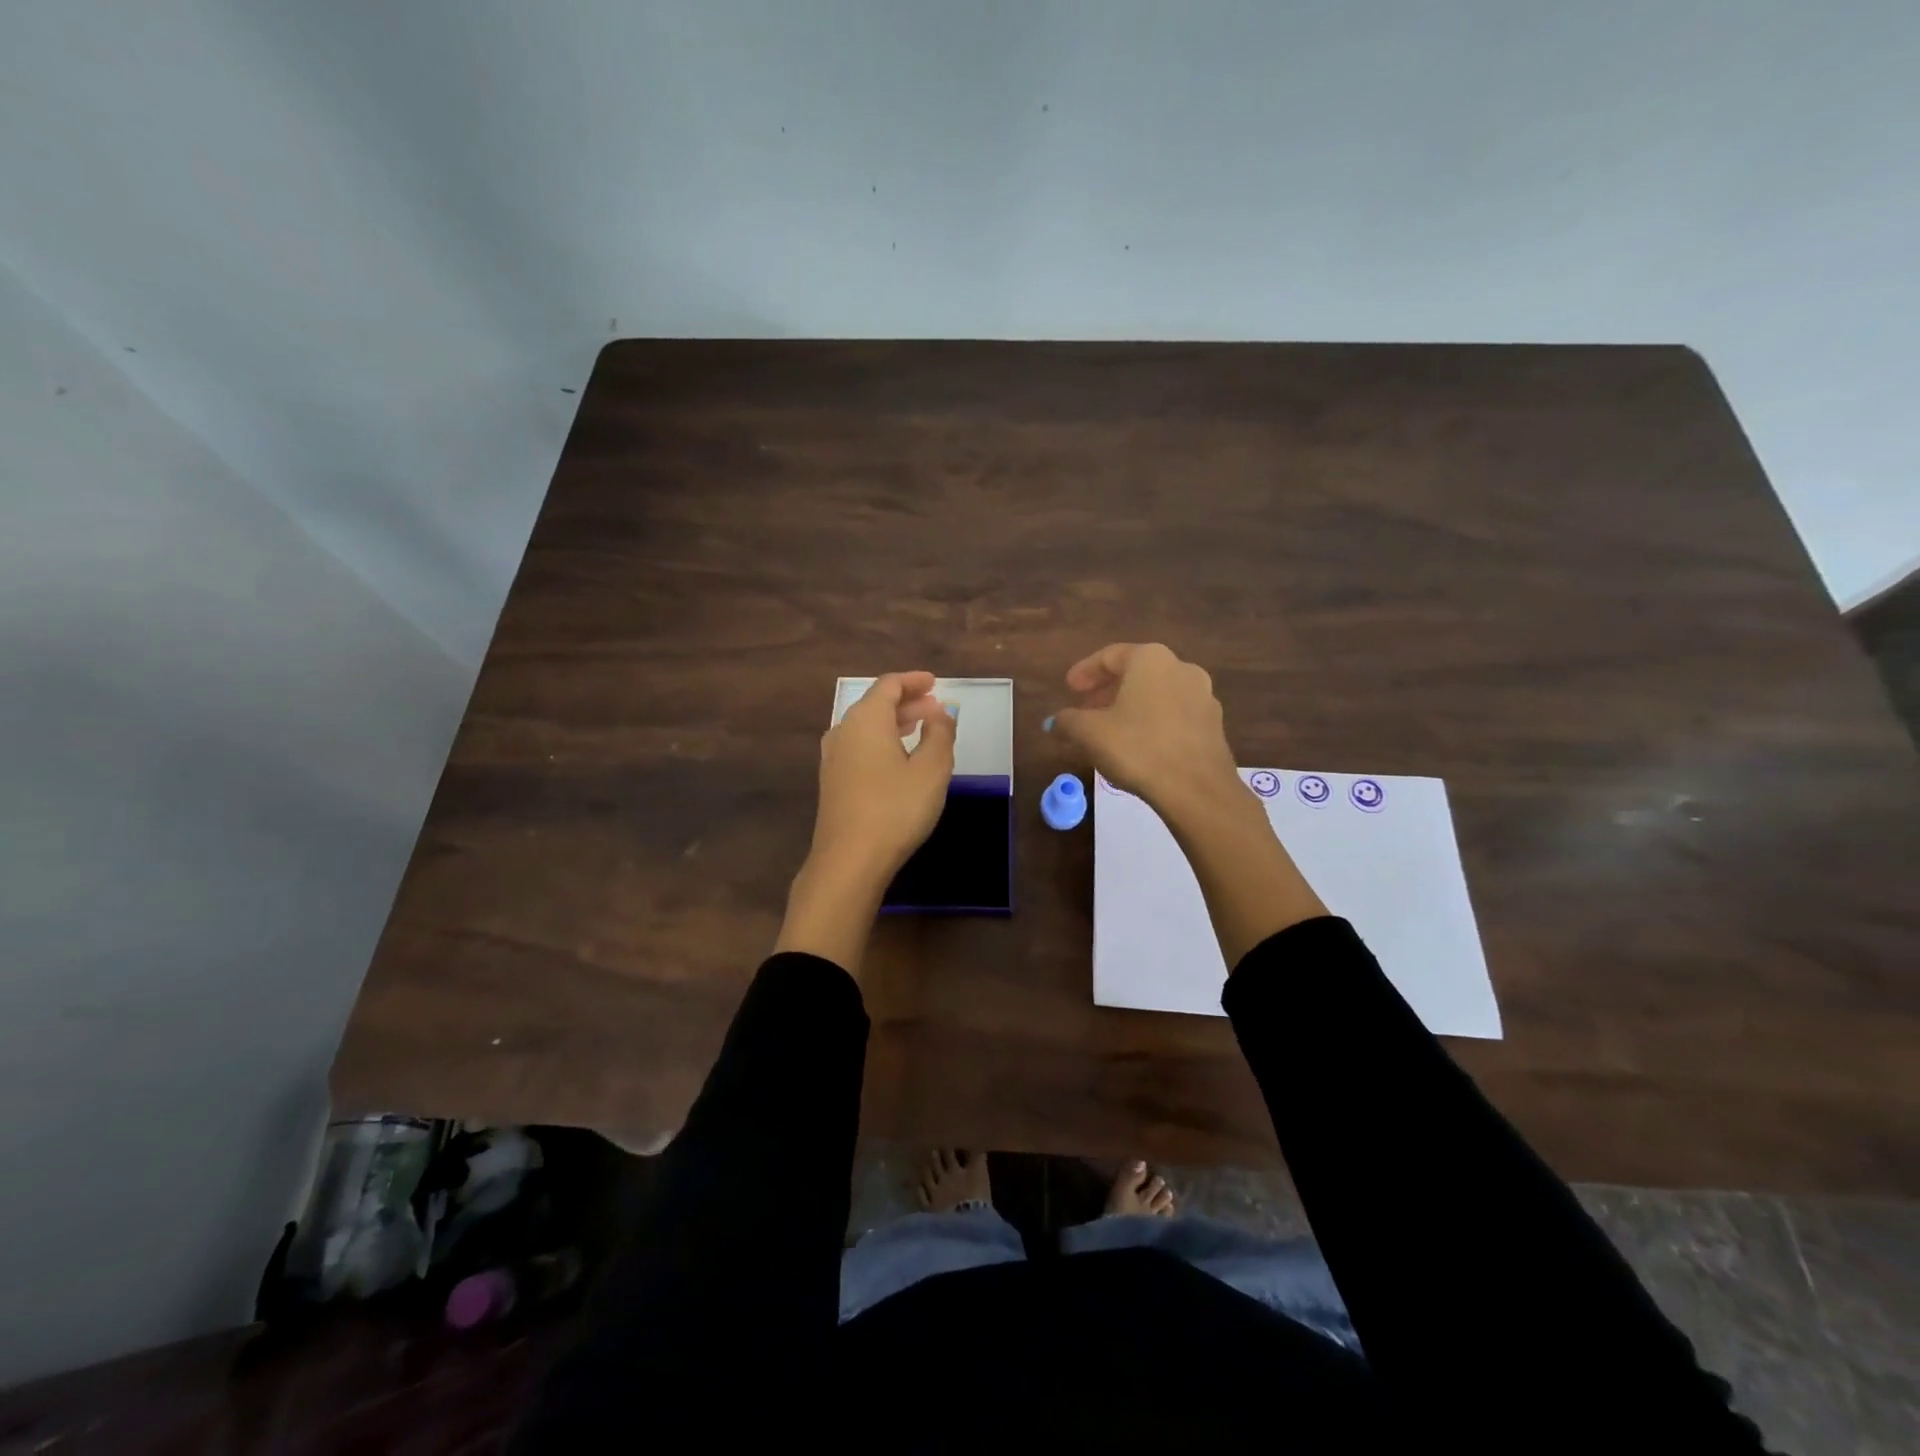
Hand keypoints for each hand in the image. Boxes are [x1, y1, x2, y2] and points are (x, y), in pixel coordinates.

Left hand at [777, 672, 954, 975]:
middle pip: (875, 704)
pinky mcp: (832, 781)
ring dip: (894, 723)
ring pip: (866, 727)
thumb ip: (940, 734)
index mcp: (866, 719)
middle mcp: (844, 730)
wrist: (850, 860)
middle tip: (934, 708)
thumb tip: (939, 714)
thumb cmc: (896, 808)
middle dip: (907, 703)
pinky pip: (859, 746)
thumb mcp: (932, 770)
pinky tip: (898, 758)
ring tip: (920, 729)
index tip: (934, 683)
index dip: (914, 681)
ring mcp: (833, 757)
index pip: (889, 685)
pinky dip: (882, 741)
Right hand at [1051, 643, 1325, 963]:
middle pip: (1138, 676)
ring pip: (1160, 702)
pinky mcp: (1219, 740)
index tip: (1069, 689)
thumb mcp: (1092, 737)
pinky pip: (1176, 725)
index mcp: (1154, 663)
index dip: (1085, 670)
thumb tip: (1061, 724)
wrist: (1204, 804)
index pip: (1113, 655)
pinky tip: (1139, 760)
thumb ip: (1072, 723)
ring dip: (1132, 714)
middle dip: (1109, 692)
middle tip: (1085, 710)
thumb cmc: (1142, 757)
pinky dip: (1153, 732)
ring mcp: (1207, 707)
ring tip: (1107, 741)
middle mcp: (1185, 675)